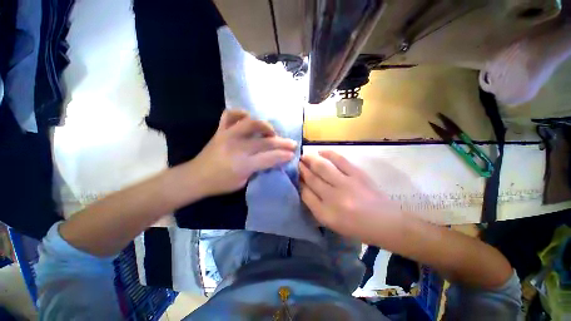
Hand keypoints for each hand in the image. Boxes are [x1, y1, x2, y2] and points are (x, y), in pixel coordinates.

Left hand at [190, 109, 296, 196]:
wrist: (195, 177)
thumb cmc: (220, 183)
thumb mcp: (243, 182)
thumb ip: (258, 169)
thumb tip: (272, 159)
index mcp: (242, 164)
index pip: (269, 158)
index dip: (283, 156)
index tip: (293, 154)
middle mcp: (237, 147)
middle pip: (265, 142)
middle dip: (282, 143)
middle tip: (292, 143)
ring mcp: (227, 135)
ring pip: (251, 123)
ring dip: (265, 126)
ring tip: (271, 132)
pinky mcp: (220, 130)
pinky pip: (231, 115)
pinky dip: (241, 114)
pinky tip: (249, 119)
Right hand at [299, 150, 401, 241]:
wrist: (385, 223)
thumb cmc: (356, 226)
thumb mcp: (331, 222)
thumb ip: (315, 206)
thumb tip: (304, 187)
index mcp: (326, 214)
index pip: (305, 194)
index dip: (298, 182)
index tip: (295, 175)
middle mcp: (333, 198)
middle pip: (312, 179)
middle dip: (301, 169)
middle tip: (296, 162)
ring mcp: (346, 184)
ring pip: (322, 167)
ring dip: (311, 159)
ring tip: (304, 155)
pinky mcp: (357, 174)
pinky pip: (339, 160)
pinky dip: (328, 153)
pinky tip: (320, 151)